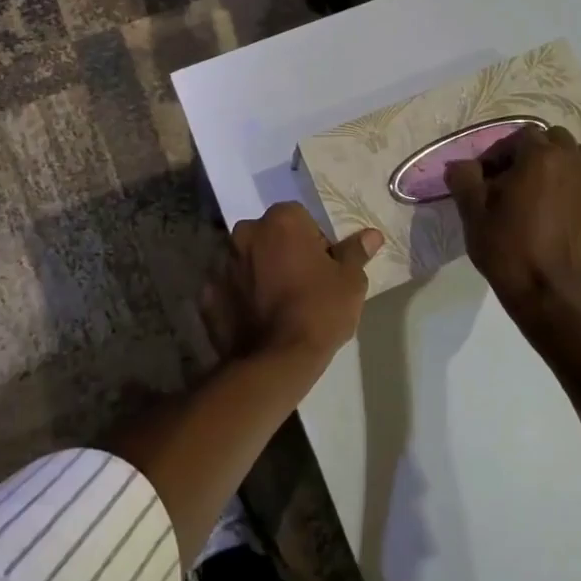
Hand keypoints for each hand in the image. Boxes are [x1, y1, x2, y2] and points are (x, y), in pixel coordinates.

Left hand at [200, 202, 383, 367]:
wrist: (276, 362)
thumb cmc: (319, 311)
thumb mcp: (350, 281)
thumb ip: (355, 252)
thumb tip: (372, 235)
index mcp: (281, 220)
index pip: (300, 219)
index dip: (315, 242)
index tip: (324, 268)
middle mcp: (246, 233)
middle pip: (270, 236)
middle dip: (283, 253)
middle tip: (303, 286)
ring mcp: (223, 263)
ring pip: (248, 260)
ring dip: (261, 273)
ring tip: (279, 306)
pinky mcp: (208, 294)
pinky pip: (230, 288)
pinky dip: (240, 298)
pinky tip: (256, 319)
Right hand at [446, 125, 580, 334]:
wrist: (552, 299)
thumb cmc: (508, 250)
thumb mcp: (473, 213)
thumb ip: (464, 178)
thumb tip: (461, 165)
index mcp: (541, 157)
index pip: (520, 135)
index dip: (501, 152)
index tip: (488, 177)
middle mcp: (575, 164)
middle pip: (556, 140)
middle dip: (535, 154)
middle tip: (516, 182)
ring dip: (562, 168)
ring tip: (544, 196)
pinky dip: (578, 196)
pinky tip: (562, 222)